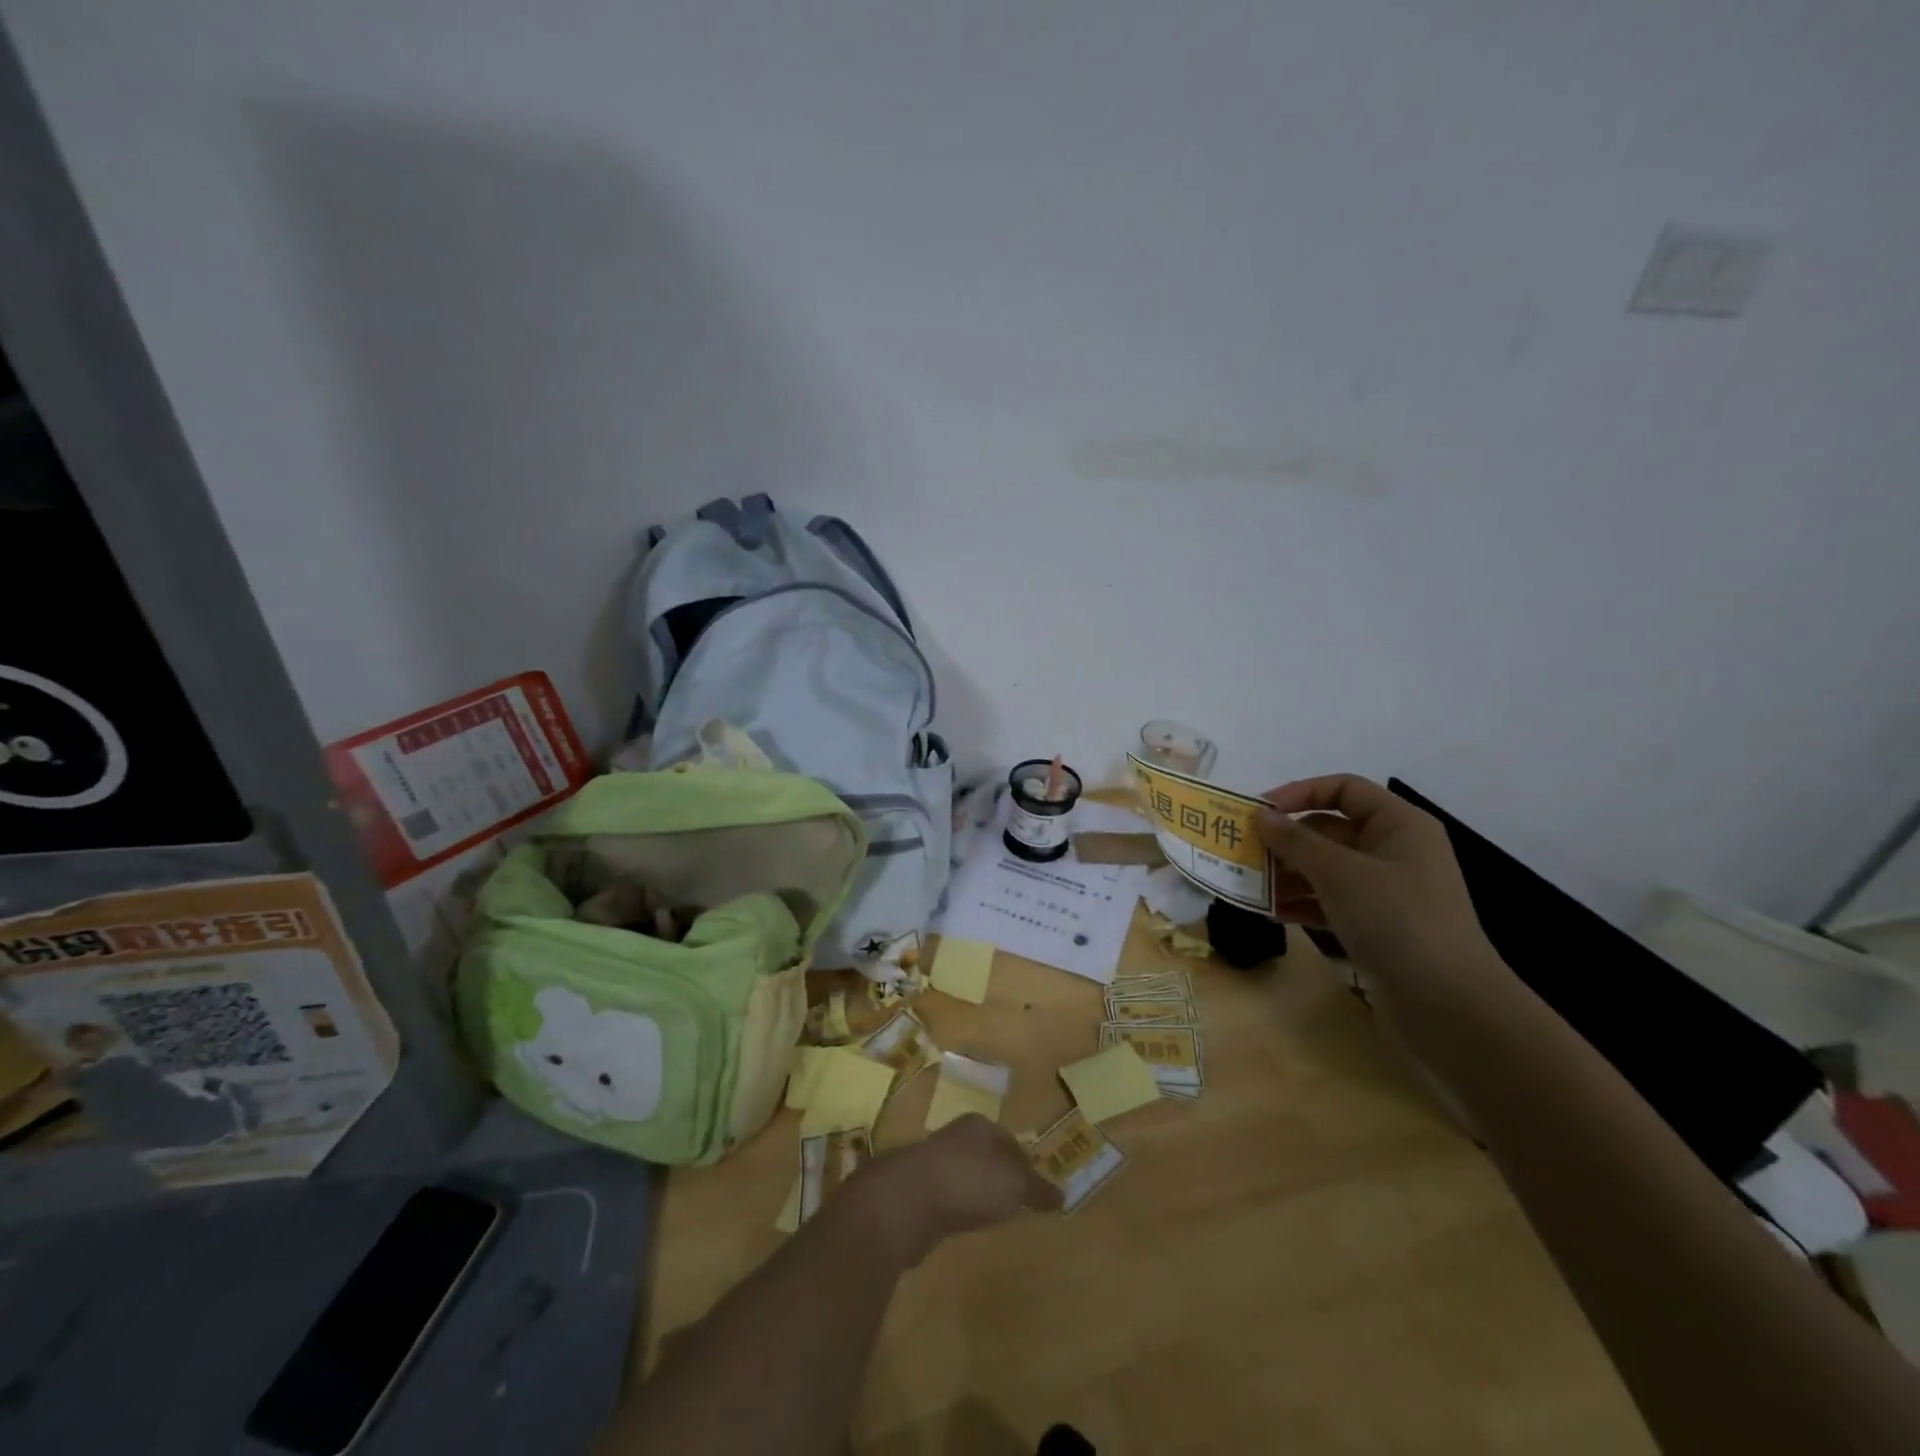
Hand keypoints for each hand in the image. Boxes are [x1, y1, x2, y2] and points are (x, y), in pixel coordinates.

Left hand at [849, 1114, 1062, 1267]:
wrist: (905, 1201)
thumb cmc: (967, 1182)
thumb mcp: (1014, 1185)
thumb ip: (1037, 1189)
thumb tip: (1062, 1195)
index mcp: (980, 1126)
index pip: (1011, 1141)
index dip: (1027, 1163)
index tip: (1037, 1187)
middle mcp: (956, 1136)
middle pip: (987, 1154)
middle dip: (1001, 1175)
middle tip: (1018, 1201)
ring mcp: (933, 1162)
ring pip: (966, 1174)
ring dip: (978, 1191)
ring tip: (993, 1214)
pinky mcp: (917, 1190)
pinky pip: (948, 1195)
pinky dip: (959, 1206)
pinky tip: (964, 1223)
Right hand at [1254, 774, 1502, 1001]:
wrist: (1450, 1005)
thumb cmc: (1396, 919)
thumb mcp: (1339, 873)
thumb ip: (1295, 841)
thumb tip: (1262, 816)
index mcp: (1399, 825)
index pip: (1344, 789)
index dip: (1300, 793)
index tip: (1260, 812)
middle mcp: (1395, 851)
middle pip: (1332, 829)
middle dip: (1288, 840)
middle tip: (1246, 852)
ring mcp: (1389, 891)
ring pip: (1328, 868)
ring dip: (1289, 873)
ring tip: (1252, 885)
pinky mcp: (1380, 927)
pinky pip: (1333, 902)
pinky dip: (1304, 904)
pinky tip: (1273, 913)